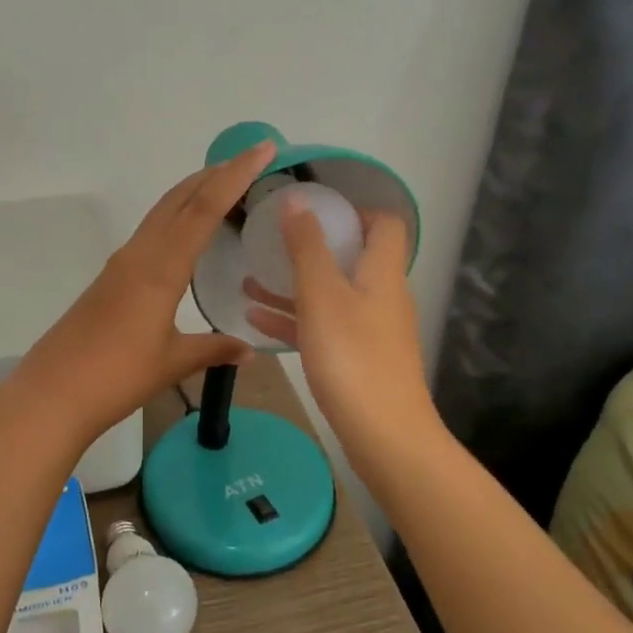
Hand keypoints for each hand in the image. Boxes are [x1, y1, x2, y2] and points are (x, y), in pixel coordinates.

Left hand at [9, 142, 277, 445]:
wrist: (52, 393)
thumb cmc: (116, 376)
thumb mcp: (172, 362)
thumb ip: (213, 349)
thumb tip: (249, 350)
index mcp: (160, 267)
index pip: (203, 208)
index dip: (235, 175)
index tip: (263, 149)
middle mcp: (139, 254)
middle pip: (179, 199)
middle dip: (215, 174)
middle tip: (251, 161)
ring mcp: (121, 264)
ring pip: (162, 213)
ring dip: (193, 194)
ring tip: (226, 189)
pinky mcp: (110, 279)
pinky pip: (151, 234)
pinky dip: (176, 220)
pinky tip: (188, 237)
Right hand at [241, 202, 435, 458]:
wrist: (384, 434)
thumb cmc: (352, 356)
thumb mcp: (322, 295)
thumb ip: (307, 246)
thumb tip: (297, 198)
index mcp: (382, 272)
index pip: (383, 224)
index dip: (352, 211)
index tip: (311, 211)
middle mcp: (382, 296)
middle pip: (351, 259)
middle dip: (310, 249)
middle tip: (271, 243)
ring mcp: (371, 330)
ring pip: (330, 296)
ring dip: (293, 287)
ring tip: (249, 282)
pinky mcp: (359, 360)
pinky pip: (324, 328)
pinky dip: (294, 320)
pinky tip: (256, 321)